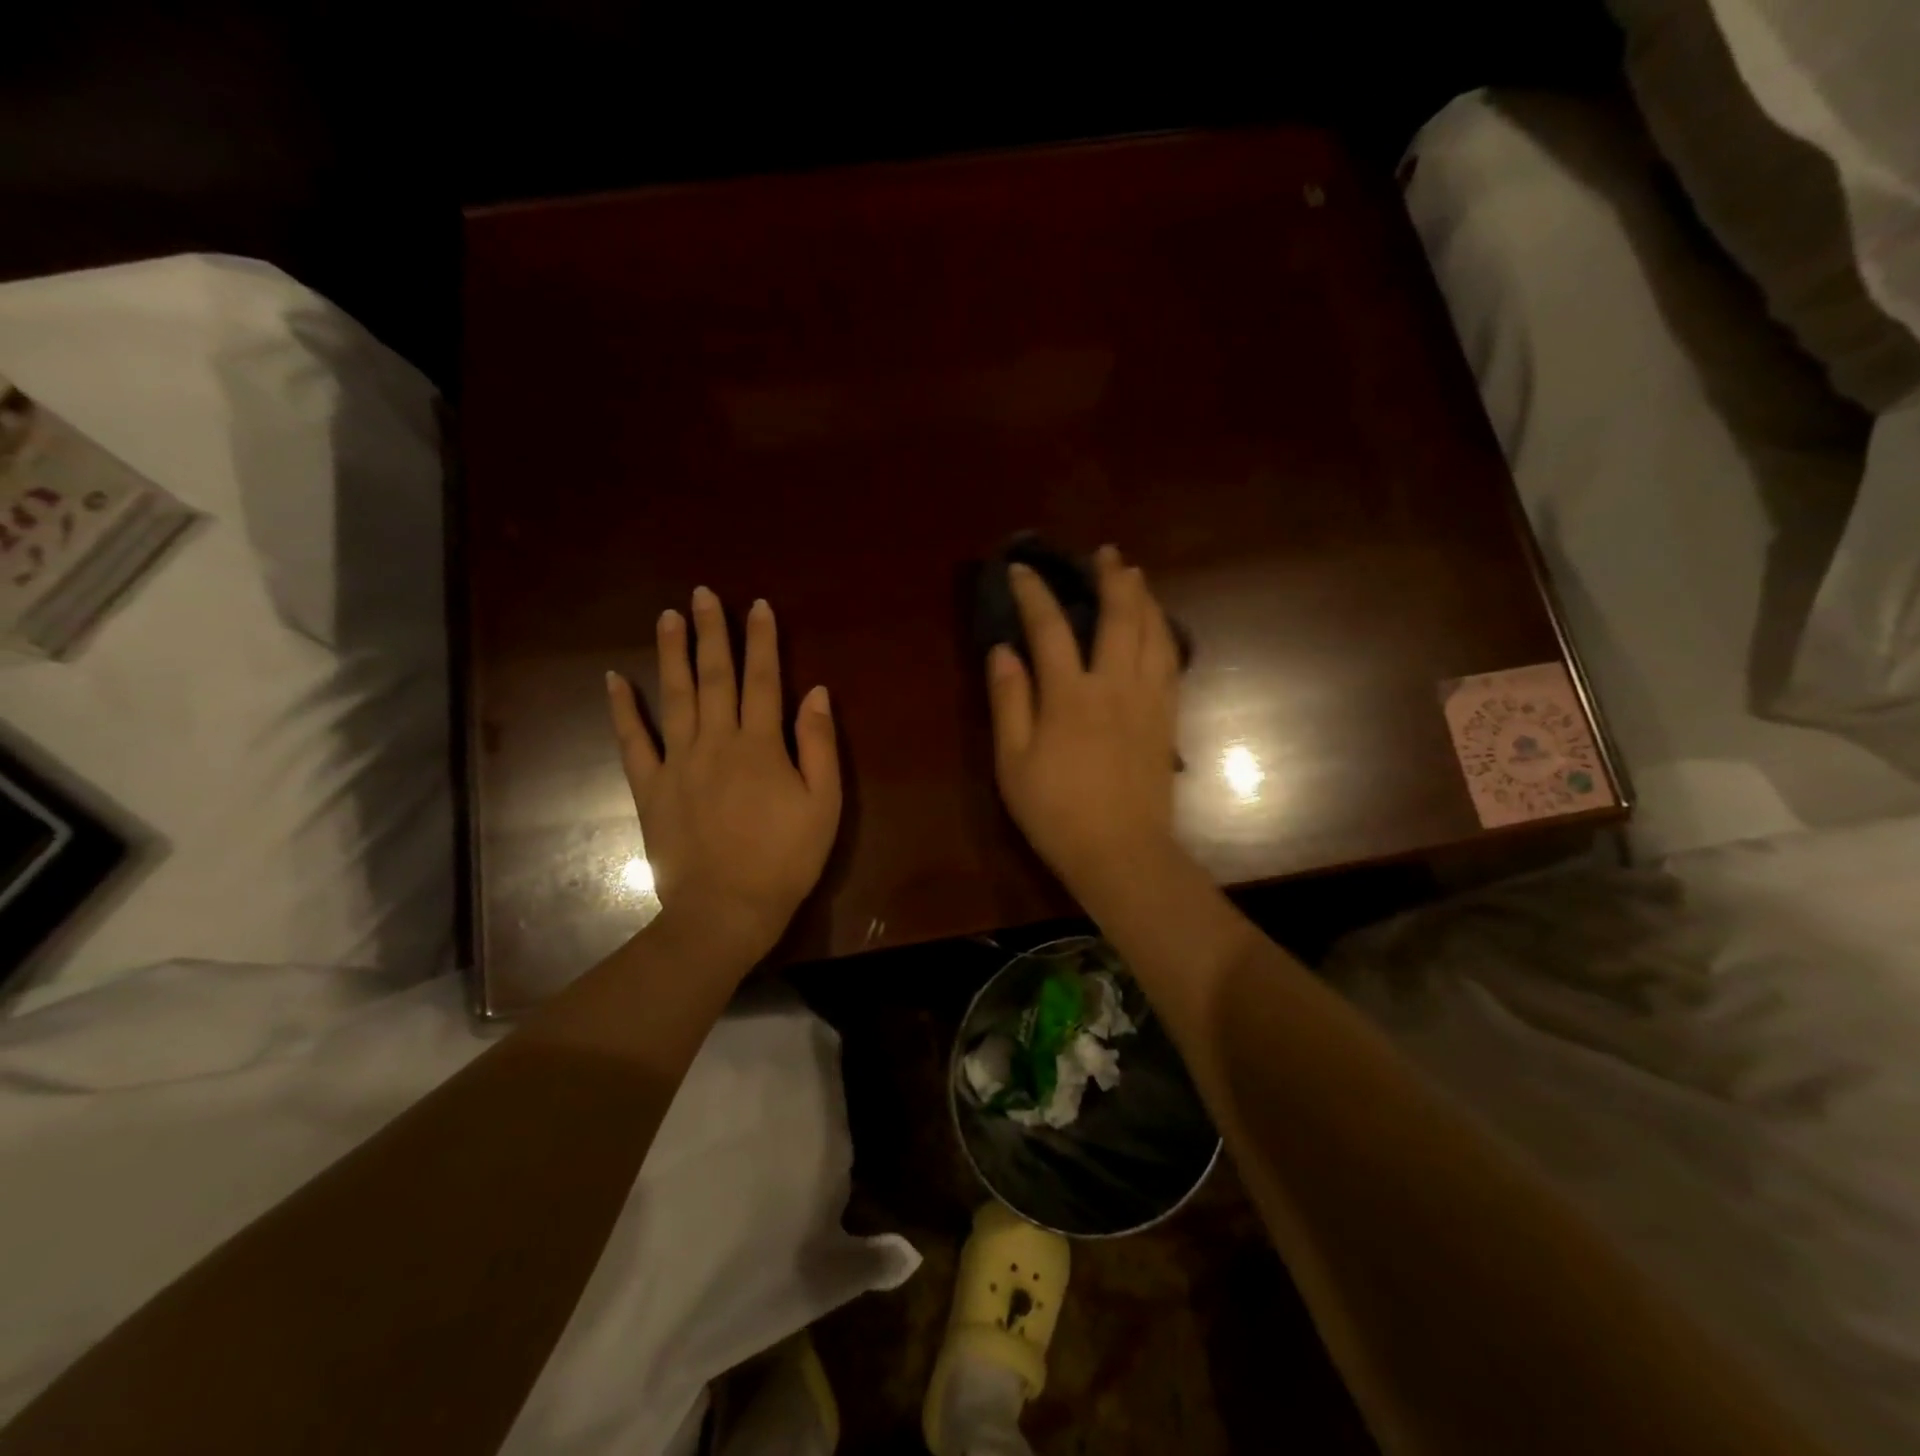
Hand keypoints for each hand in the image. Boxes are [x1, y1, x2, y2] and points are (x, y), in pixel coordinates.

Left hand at [607, 587, 841, 971]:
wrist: (727, 909)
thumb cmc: (786, 858)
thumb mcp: (824, 804)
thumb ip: (820, 746)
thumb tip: (817, 693)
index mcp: (760, 745)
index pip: (764, 680)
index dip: (762, 641)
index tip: (758, 606)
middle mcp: (716, 741)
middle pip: (714, 676)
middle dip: (712, 632)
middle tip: (704, 594)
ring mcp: (678, 762)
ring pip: (672, 696)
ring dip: (670, 653)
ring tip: (668, 616)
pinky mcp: (651, 787)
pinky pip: (633, 741)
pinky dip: (622, 709)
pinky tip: (613, 679)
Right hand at [987, 545, 1184, 905]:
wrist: (1120, 852)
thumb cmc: (1056, 811)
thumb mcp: (1012, 761)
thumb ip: (1008, 701)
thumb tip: (1002, 651)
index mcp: (1070, 695)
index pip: (1050, 628)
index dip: (1034, 594)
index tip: (1021, 569)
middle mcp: (1114, 685)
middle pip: (1119, 617)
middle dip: (1110, 579)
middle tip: (1104, 553)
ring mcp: (1148, 701)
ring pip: (1153, 634)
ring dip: (1144, 598)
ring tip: (1136, 576)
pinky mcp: (1167, 719)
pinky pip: (1170, 663)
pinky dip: (1164, 634)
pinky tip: (1159, 628)